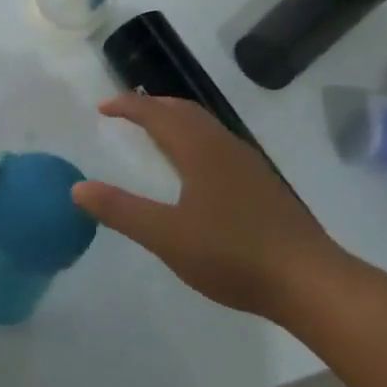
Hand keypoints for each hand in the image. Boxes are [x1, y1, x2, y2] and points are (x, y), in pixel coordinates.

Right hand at [72, 93, 356, 321]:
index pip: (158, 114)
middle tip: (126, 113)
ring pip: (206, 127)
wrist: (308, 280)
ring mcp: (249, 165)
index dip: (128, 106)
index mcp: (200, 151)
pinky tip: (193, 170)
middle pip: (185, 111)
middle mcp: (225, 147)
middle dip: (153, 106)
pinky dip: (194, 140)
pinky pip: (219, 145)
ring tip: (155, 133)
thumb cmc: (232, 255)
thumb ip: (121, 211)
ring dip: (176, 120)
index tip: (102, 108)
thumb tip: (78, 188)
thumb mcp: (166, 236)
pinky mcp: (262, 185)